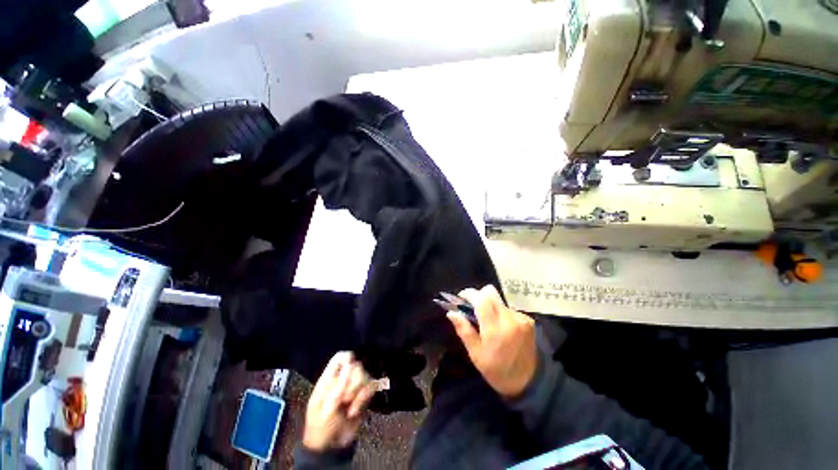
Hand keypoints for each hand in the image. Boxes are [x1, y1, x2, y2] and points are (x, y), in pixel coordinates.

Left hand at [303, 352, 374, 451]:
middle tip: (345, 400)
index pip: (340, 358)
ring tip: (350, 408)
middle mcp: (343, 379)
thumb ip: (338, 387)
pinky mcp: (363, 396)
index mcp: (329, 379)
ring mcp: (354, 387)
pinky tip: (356, 410)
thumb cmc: (321, 428)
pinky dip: (365, 398)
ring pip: (366, 376)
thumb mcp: (326, 409)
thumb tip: (350, 364)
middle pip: (357, 366)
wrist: (331, 447)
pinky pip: (371, 387)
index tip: (350, 369)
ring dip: (359, 394)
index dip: (347, 358)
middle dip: (354, 384)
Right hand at [447, 285, 536, 397]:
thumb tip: (451, 312)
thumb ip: (464, 330)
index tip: (461, 298)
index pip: (481, 298)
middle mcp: (509, 318)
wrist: (528, 383)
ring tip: (489, 323)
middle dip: (479, 297)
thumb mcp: (475, 354)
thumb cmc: (496, 370)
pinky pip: (508, 308)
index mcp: (495, 328)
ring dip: (490, 306)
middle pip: (490, 292)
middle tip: (473, 310)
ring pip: (498, 300)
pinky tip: (502, 328)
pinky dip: (501, 313)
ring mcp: (521, 318)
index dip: (469, 294)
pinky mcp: (528, 320)